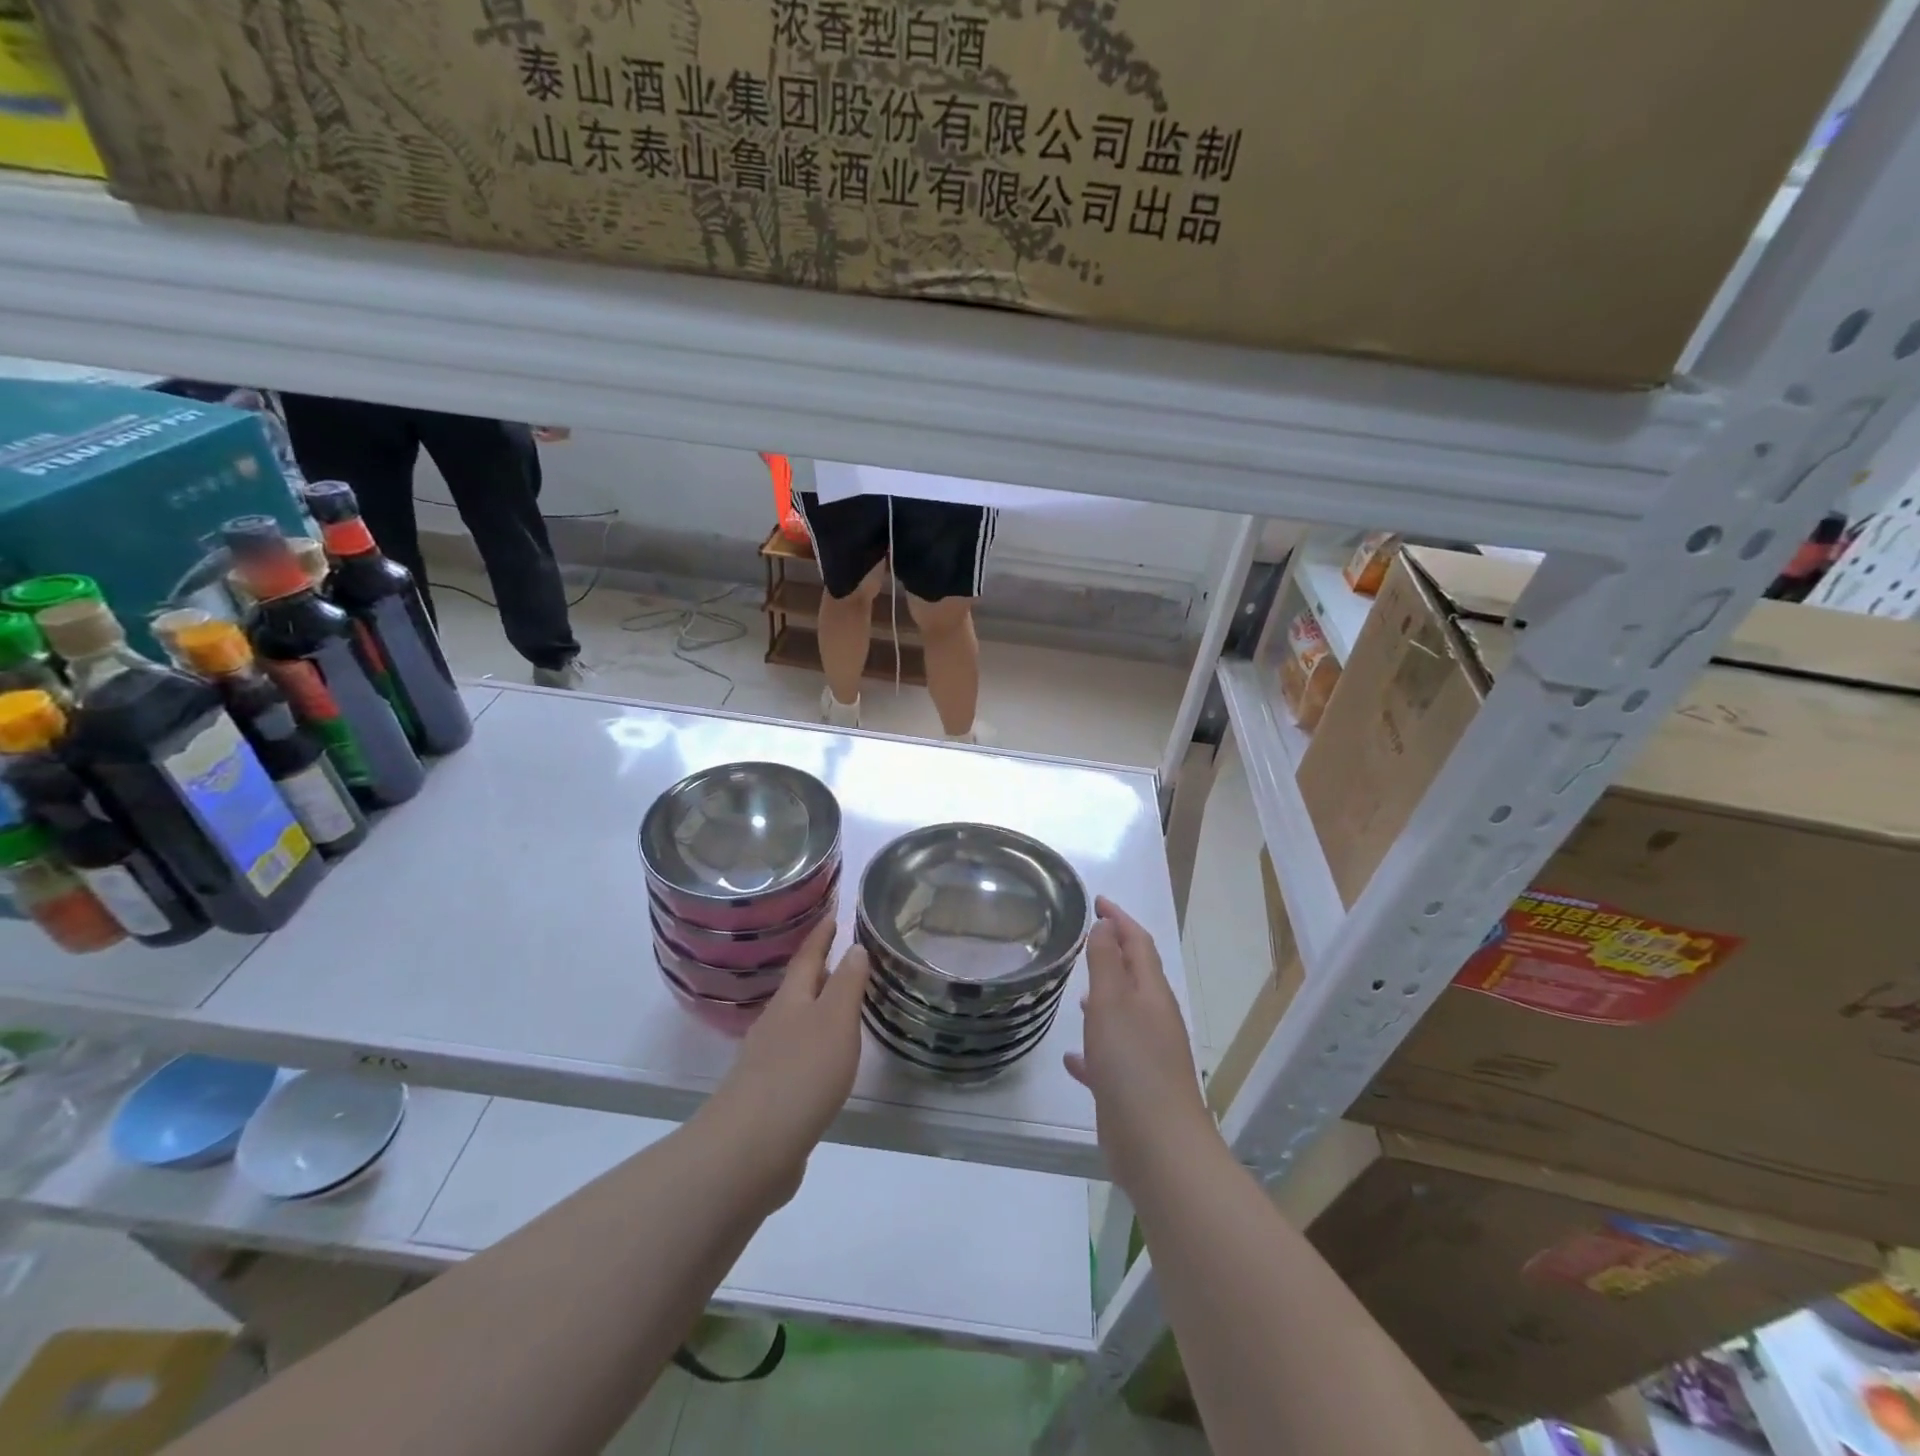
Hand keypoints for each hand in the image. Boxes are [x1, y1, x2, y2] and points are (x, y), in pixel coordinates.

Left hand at [699, 916, 870, 1208]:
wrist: (748, 1150)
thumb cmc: (800, 1075)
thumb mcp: (835, 1022)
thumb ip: (847, 984)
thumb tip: (855, 947)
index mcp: (791, 1001)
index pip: (808, 957)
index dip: (821, 935)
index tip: (832, 913)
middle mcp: (775, 1024)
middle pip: (798, 989)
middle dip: (818, 970)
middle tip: (841, 953)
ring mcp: (766, 1061)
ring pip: (795, 1022)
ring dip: (816, 1008)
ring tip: (840, 1004)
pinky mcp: (767, 1095)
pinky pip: (794, 1056)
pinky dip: (812, 1046)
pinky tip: (824, 1061)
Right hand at [1066, 897, 1213, 1192]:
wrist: (1159, 1147)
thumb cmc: (1132, 1065)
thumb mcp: (1112, 1004)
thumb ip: (1107, 963)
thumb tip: (1106, 926)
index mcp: (1151, 994)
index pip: (1138, 943)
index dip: (1119, 919)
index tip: (1097, 901)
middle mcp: (1154, 1019)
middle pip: (1135, 976)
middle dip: (1114, 954)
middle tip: (1086, 939)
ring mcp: (1147, 1055)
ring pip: (1123, 1016)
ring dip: (1104, 999)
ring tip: (1077, 993)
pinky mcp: (1134, 1088)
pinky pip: (1110, 1058)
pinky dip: (1093, 1050)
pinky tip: (1071, 1058)